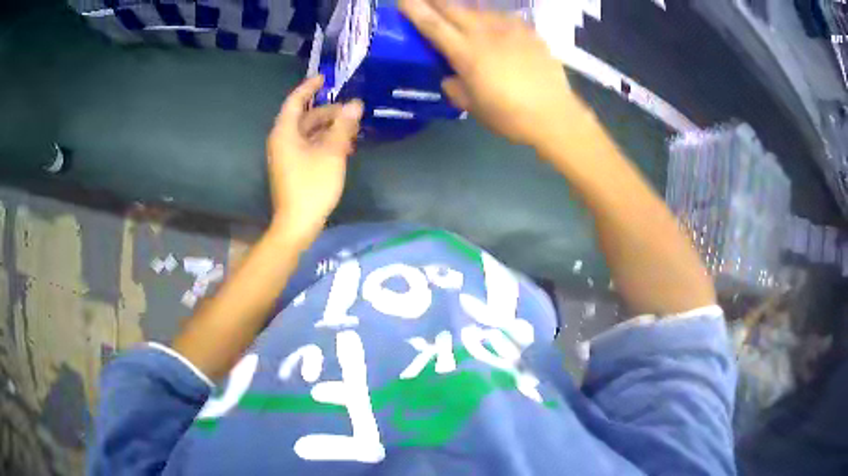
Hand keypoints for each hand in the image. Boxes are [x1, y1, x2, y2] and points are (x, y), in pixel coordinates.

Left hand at [267, 75, 362, 239]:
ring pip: (309, 133)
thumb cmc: (312, 185)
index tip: (325, 78)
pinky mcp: (293, 168)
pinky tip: (344, 146)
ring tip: (353, 130)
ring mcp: (287, 156)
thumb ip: (343, 126)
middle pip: (305, 117)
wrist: (297, 224)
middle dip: (329, 112)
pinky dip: (325, 142)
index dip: (309, 87)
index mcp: (285, 132)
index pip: (296, 101)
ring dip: (330, 129)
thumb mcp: (332, 153)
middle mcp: (283, 140)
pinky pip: (309, 146)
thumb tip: (355, 104)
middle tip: (352, 111)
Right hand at [399, 0, 589, 147]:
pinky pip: (503, 17)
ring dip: (463, 8)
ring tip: (457, 10)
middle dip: (435, 0)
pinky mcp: (529, 32)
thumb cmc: (510, 116)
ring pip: (479, 10)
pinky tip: (492, 23)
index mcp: (466, 53)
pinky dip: (491, 17)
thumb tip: (450, 77)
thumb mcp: (473, 107)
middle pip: (453, 8)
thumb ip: (455, 88)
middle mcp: (485, 33)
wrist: (555, 115)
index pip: (433, 25)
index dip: (415, 9)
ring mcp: (510, 29)